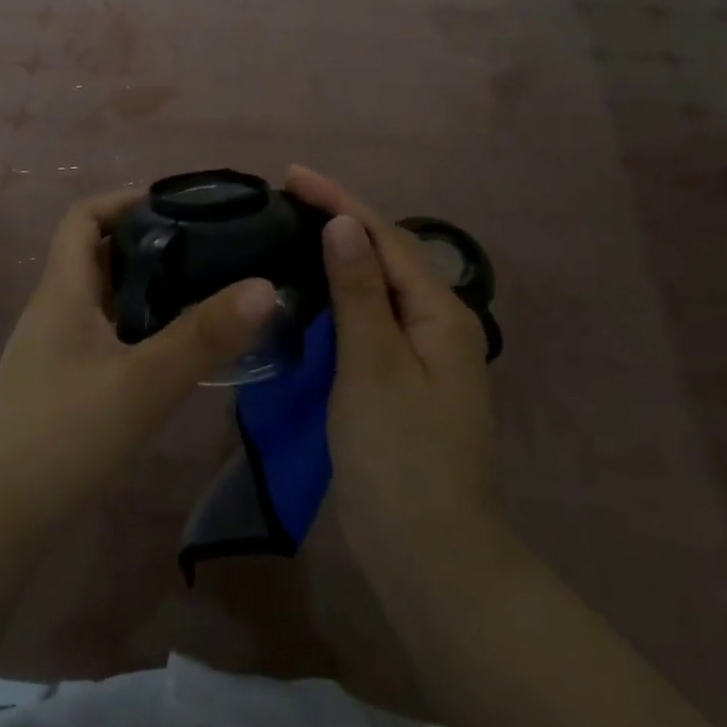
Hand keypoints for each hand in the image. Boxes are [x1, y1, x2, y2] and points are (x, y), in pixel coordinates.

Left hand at [0, 189, 276, 543]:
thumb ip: (203, 336)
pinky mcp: (62, 378)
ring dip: (147, 284)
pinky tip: (173, 346)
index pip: (84, 216)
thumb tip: (265, 286)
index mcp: (64, 290)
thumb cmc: (62, 435)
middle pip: (99, 252)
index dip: (126, 199)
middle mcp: (56, 308)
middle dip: (150, 241)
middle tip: (209, 248)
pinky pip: (105, 330)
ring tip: (204, 288)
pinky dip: (139, 323)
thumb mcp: (141, 383)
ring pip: (105, 294)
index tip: (179, 206)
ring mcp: (56, 346)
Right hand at [284, 166, 503, 579]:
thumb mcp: (373, 366)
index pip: (385, 237)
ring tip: (293, 230)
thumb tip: (344, 223)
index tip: (291, 174)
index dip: (339, 201)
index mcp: (440, 313)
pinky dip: (339, 295)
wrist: (429, 551)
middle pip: (386, 255)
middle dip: (340, 220)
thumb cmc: (400, 456)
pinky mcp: (401, 380)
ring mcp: (422, 355)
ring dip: (338, 254)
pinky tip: (312, 292)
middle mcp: (437, 324)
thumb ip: (358, 292)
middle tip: (286, 198)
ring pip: (376, 287)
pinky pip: (369, 319)